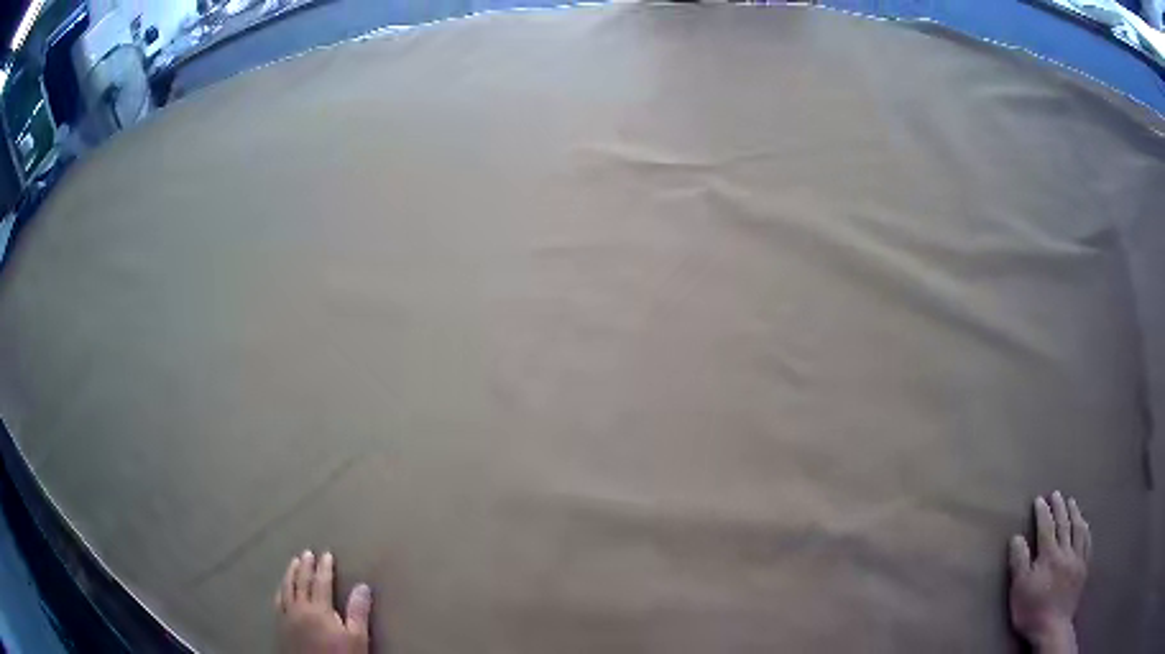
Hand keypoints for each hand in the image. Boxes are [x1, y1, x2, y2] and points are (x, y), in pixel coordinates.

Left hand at [276, 550, 372, 653]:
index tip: (327, 554)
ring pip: (286, 588)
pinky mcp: (280, 625)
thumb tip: (362, 586)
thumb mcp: (356, 638)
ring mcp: (287, 615)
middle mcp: (299, 607)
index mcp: (319, 609)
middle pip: (301, 582)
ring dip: (290, 573)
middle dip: (305, 566)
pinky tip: (282, 588)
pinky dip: (280, 590)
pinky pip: (278, 601)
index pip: (321, 582)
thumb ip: (358, 612)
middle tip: (307, 553)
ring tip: (293, 563)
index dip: (325, 568)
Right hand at [1008, 492, 1089, 653]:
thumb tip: (1016, 537)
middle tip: (1057, 494)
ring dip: (1075, 513)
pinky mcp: (1084, 566)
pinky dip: (1086, 529)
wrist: (1053, 627)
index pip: (1046, 527)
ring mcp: (1077, 557)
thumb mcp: (1019, 590)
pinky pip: (1087, 542)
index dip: (1043, 512)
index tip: (1039, 499)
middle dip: (1060, 507)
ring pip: (1078, 529)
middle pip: (1064, 524)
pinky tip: (1085, 524)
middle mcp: (1065, 550)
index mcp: (1049, 555)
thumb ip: (1019, 563)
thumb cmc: (1033, 611)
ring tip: (1072, 502)